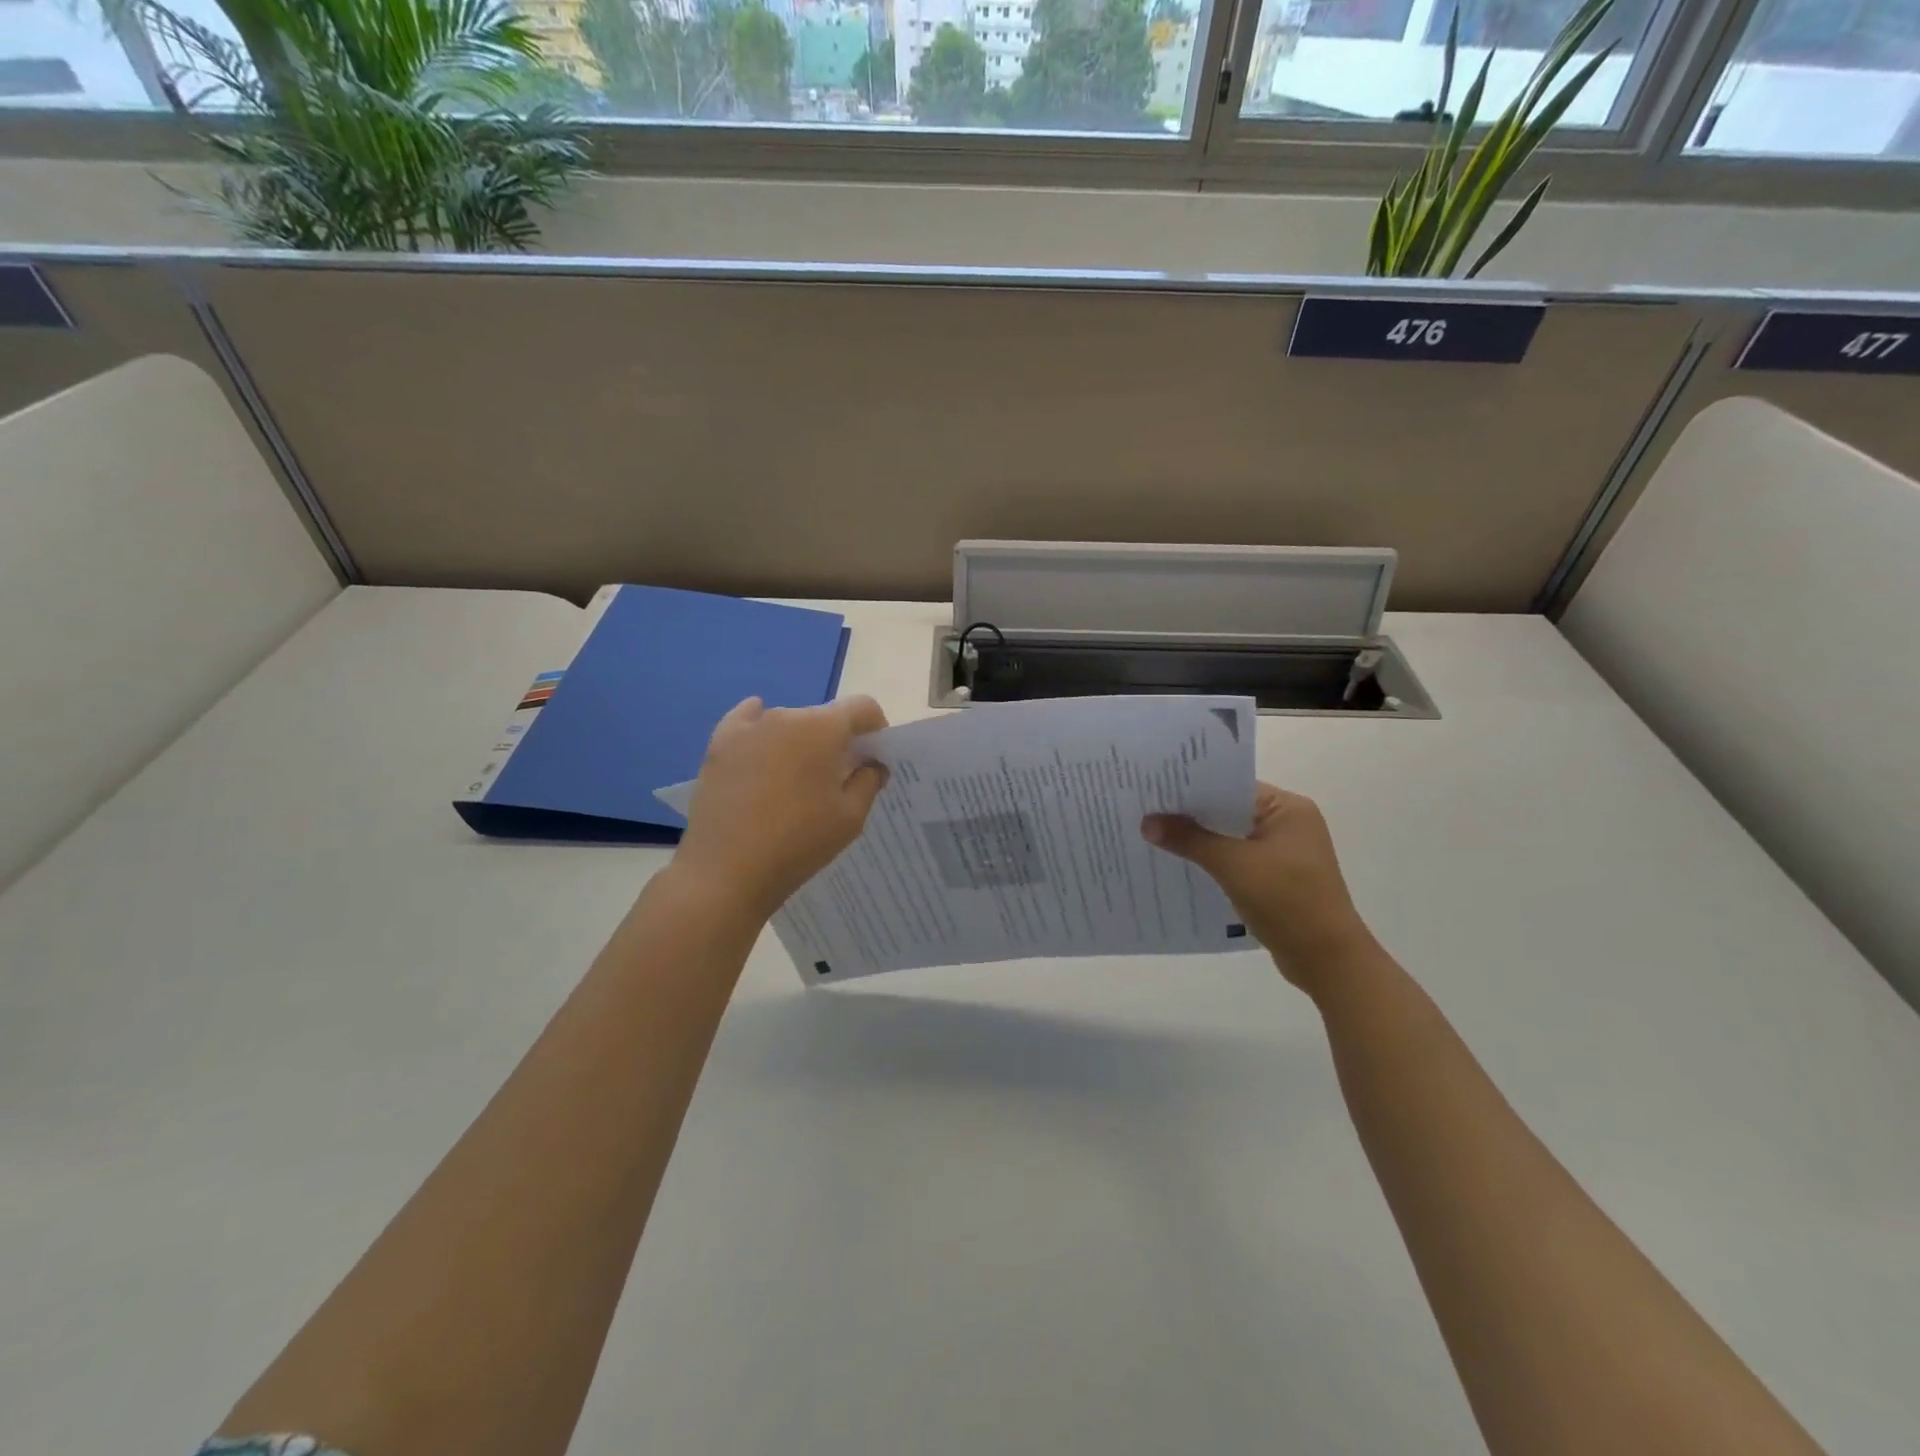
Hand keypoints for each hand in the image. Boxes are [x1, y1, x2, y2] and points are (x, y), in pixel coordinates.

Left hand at [672, 696, 889, 919]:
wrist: (726, 872)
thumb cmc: (798, 843)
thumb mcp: (850, 818)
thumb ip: (869, 781)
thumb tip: (871, 764)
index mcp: (823, 728)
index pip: (862, 707)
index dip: (875, 728)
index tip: (873, 758)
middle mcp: (786, 716)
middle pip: (824, 717)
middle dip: (837, 740)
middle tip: (838, 778)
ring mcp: (748, 728)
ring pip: (788, 722)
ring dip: (801, 741)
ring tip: (795, 781)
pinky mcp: (719, 745)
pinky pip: (747, 720)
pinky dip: (760, 727)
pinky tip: (762, 741)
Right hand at [1143, 782, 1376, 994]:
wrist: (1327, 960)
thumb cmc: (1287, 900)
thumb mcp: (1233, 865)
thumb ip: (1190, 839)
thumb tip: (1147, 822)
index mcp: (1288, 809)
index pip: (1232, 786)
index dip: (1193, 787)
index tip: (1154, 787)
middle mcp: (1288, 824)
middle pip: (1229, 811)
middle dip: (1191, 815)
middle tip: (1145, 809)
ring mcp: (1283, 853)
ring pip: (1230, 837)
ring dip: (1199, 840)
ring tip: (1153, 835)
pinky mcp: (1276, 878)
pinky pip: (1235, 859)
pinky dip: (1211, 861)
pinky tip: (1179, 864)